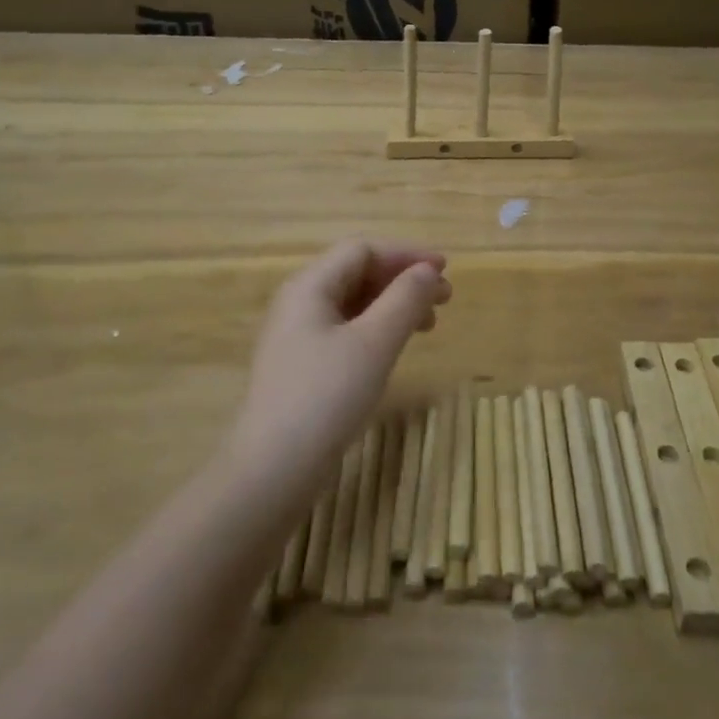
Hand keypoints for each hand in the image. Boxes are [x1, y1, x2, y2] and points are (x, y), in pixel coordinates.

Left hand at [224, 240, 450, 490]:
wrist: (274, 468)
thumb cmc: (326, 396)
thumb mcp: (373, 343)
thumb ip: (404, 300)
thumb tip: (427, 271)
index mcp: (309, 286)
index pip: (362, 250)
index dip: (406, 254)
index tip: (445, 270)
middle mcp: (300, 303)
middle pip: (357, 273)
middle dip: (403, 280)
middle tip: (444, 299)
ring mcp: (298, 336)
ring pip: (354, 304)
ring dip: (394, 305)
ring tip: (429, 324)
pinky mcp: (303, 366)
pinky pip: (346, 331)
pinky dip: (377, 329)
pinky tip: (396, 347)